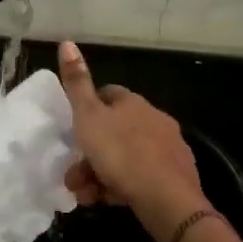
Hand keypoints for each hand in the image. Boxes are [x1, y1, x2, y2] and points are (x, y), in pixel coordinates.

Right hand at [57, 41, 209, 241]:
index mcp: (133, 103)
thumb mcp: (88, 117)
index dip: (88, 109)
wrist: (167, 199)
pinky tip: (110, 200)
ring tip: (85, 194)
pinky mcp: (176, 176)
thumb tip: (67, 42)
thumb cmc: (121, 153)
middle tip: (73, 174)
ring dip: (101, 173)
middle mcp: (155, 120)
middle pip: (114, 131)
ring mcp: (168, 149)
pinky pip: (141, 177)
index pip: (108, 94)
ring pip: (125, 157)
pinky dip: (122, 186)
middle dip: (90, 152)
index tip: (74, 129)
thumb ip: (76, 83)